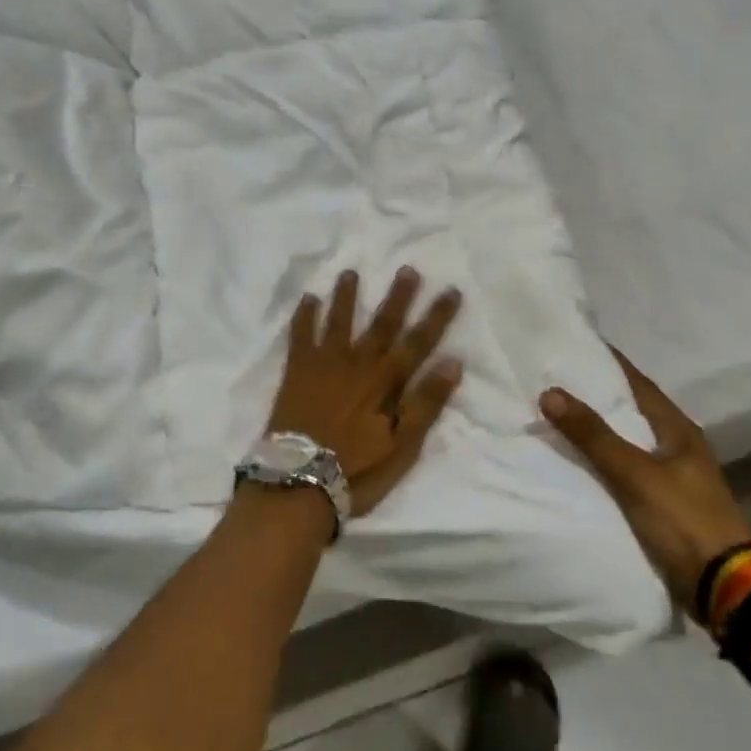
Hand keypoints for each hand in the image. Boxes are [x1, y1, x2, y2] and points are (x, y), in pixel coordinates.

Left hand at [265, 268, 463, 516]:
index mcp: (386, 381)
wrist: (298, 482)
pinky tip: (309, 298)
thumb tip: (453, 362)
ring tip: (351, 272)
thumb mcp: (403, 446)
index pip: (419, 342)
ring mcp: (324, 364)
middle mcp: (358, 363)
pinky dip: (305, 315)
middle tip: (407, 268)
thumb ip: (426, 403)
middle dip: (398, 296)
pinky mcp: (297, 371)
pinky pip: (300, 335)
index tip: (451, 290)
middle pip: (382, 323)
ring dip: (347, 296)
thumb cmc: (357, 470)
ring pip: (340, 320)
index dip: (437, 316)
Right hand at [541, 349, 750, 617]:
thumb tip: (550, 391)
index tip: (580, 345)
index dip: (612, 364)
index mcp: (679, 430)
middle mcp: (680, 447)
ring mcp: (676, 478)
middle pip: (635, 411)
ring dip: (602, 431)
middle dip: (601, 396)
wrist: (724, 586)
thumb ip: (593, 435)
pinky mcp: (668, 505)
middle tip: (560, 380)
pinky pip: (629, 471)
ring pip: (631, 442)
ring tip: (563, 418)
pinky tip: (583, 464)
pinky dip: (606, 461)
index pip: (640, 384)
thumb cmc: (683, 519)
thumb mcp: (634, 473)